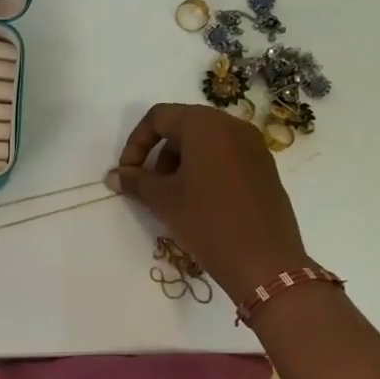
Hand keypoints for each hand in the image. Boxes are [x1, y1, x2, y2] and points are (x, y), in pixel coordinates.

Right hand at [107, 103, 310, 296]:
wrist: (264, 261)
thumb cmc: (207, 221)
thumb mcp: (163, 200)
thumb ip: (135, 181)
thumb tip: (114, 175)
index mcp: (205, 125)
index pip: (159, 117)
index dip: (136, 142)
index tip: (128, 172)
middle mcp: (232, 126)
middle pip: (183, 127)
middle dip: (159, 153)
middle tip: (150, 186)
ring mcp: (254, 146)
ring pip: (206, 143)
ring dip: (181, 163)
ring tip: (174, 197)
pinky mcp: (265, 168)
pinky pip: (226, 157)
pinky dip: (206, 170)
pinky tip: (200, 203)